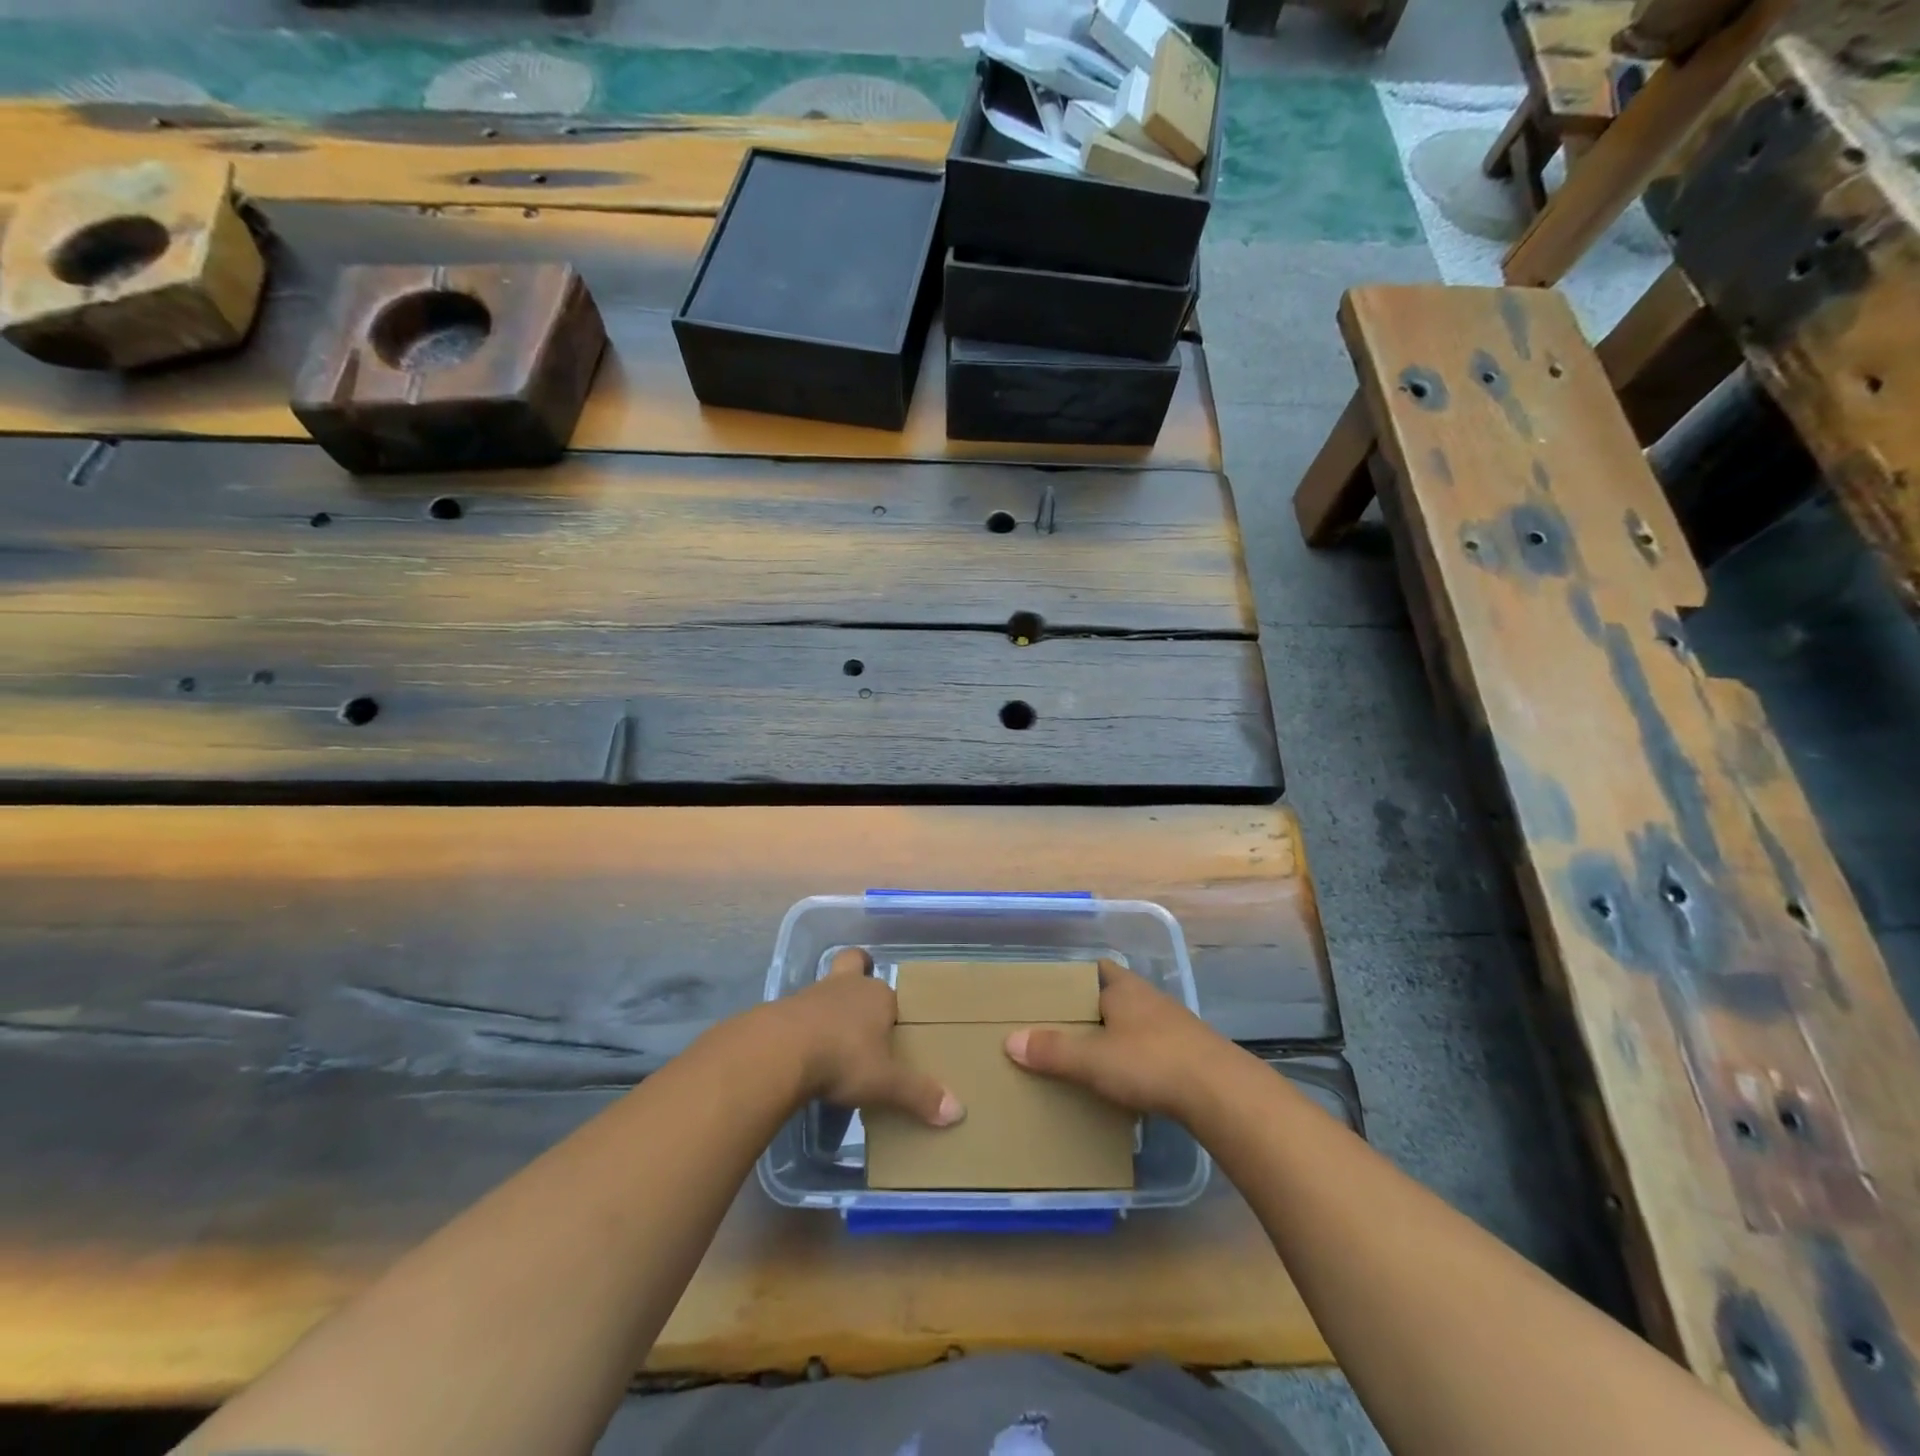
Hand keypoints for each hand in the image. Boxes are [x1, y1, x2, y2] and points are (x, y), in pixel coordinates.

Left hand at [777, 948, 963, 1126]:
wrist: (780, 1050)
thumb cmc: (842, 1058)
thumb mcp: (885, 1082)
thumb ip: (918, 1095)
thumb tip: (958, 1112)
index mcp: (877, 996)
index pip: (890, 993)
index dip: (890, 1008)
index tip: (891, 1030)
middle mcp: (847, 986)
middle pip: (852, 965)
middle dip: (857, 975)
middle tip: (860, 1005)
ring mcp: (812, 993)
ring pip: (826, 988)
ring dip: (829, 1006)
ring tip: (833, 1039)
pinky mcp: (784, 1008)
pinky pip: (800, 1011)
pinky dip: (805, 1025)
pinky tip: (804, 1051)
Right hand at [1004, 959, 1231, 1120]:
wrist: (1221, 1093)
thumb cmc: (1150, 1062)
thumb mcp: (1092, 1059)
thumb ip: (1052, 1051)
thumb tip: (1010, 1041)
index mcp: (1125, 989)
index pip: (1098, 969)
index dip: (1077, 978)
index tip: (1055, 993)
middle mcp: (1150, 999)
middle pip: (1116, 996)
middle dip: (1093, 1010)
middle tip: (1064, 1028)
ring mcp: (1175, 1026)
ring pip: (1137, 1024)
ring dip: (1118, 1036)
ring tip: (1092, 1058)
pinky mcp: (1192, 1055)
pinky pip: (1156, 1049)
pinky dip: (1139, 1060)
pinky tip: (1129, 1082)